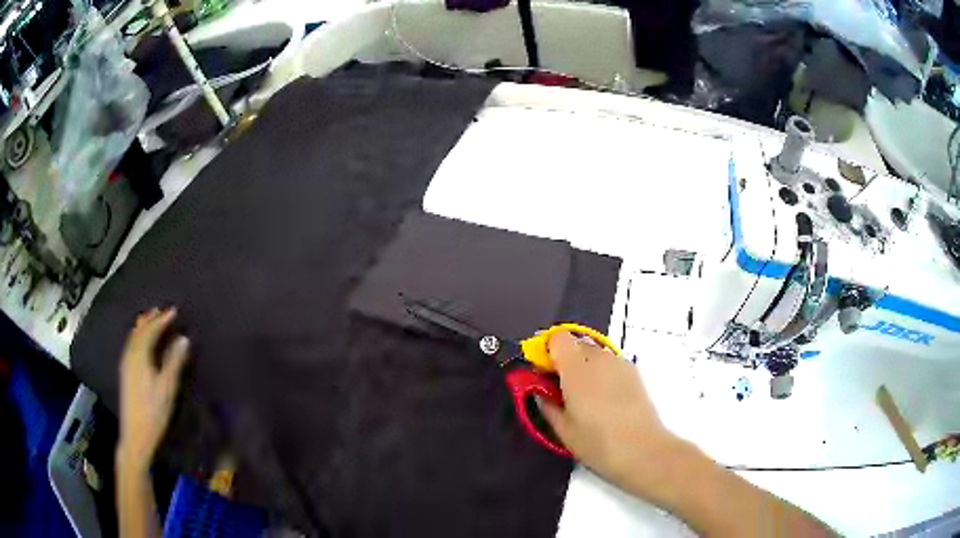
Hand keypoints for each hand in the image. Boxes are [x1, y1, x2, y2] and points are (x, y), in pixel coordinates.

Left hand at [117, 307, 189, 470]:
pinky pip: (131, 345)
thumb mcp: (167, 387)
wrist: (135, 433)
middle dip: (150, 320)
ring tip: (151, 320)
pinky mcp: (125, 372)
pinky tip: (141, 341)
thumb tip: (183, 339)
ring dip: (143, 326)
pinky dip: (137, 336)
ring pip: (133, 337)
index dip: (162, 320)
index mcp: (140, 356)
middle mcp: (130, 355)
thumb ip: (174, 362)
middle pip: (139, 331)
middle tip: (162, 311)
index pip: (151, 331)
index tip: (174, 311)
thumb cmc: (153, 411)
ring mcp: (126, 364)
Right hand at [537, 331, 680, 495]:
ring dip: (584, 366)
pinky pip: (610, 363)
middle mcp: (599, 357)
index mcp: (576, 367)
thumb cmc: (597, 442)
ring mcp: (620, 362)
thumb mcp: (563, 429)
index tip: (544, 375)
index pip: (557, 339)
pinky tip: (605, 400)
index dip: (547, 352)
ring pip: (594, 353)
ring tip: (586, 398)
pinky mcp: (634, 372)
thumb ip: (547, 405)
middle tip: (562, 390)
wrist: (643, 450)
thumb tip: (541, 393)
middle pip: (576, 343)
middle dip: (565, 360)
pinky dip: (602, 373)